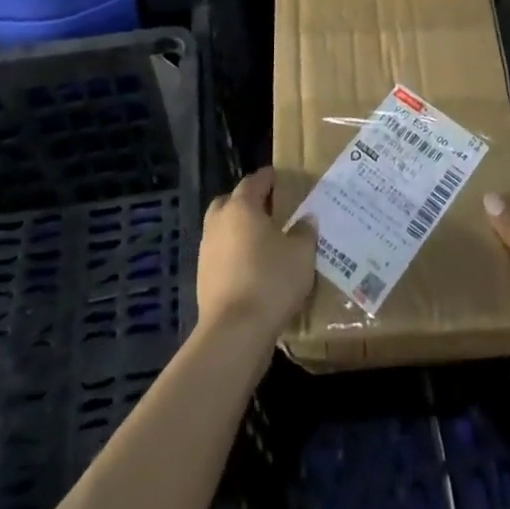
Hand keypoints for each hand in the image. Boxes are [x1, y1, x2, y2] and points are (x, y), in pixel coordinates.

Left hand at [197, 168, 315, 341]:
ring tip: (262, 240)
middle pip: (230, 201)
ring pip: (222, 228)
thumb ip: (305, 231)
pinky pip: (220, 254)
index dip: (268, 177)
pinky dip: (234, 253)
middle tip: (269, 209)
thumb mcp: (302, 253)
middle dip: (247, 202)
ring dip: (238, 229)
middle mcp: (219, 222)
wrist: (235, 331)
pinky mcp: (203, 277)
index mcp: (242, 207)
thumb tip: (306, 220)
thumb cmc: (271, 280)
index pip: (254, 182)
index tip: (280, 177)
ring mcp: (206, 250)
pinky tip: (252, 267)